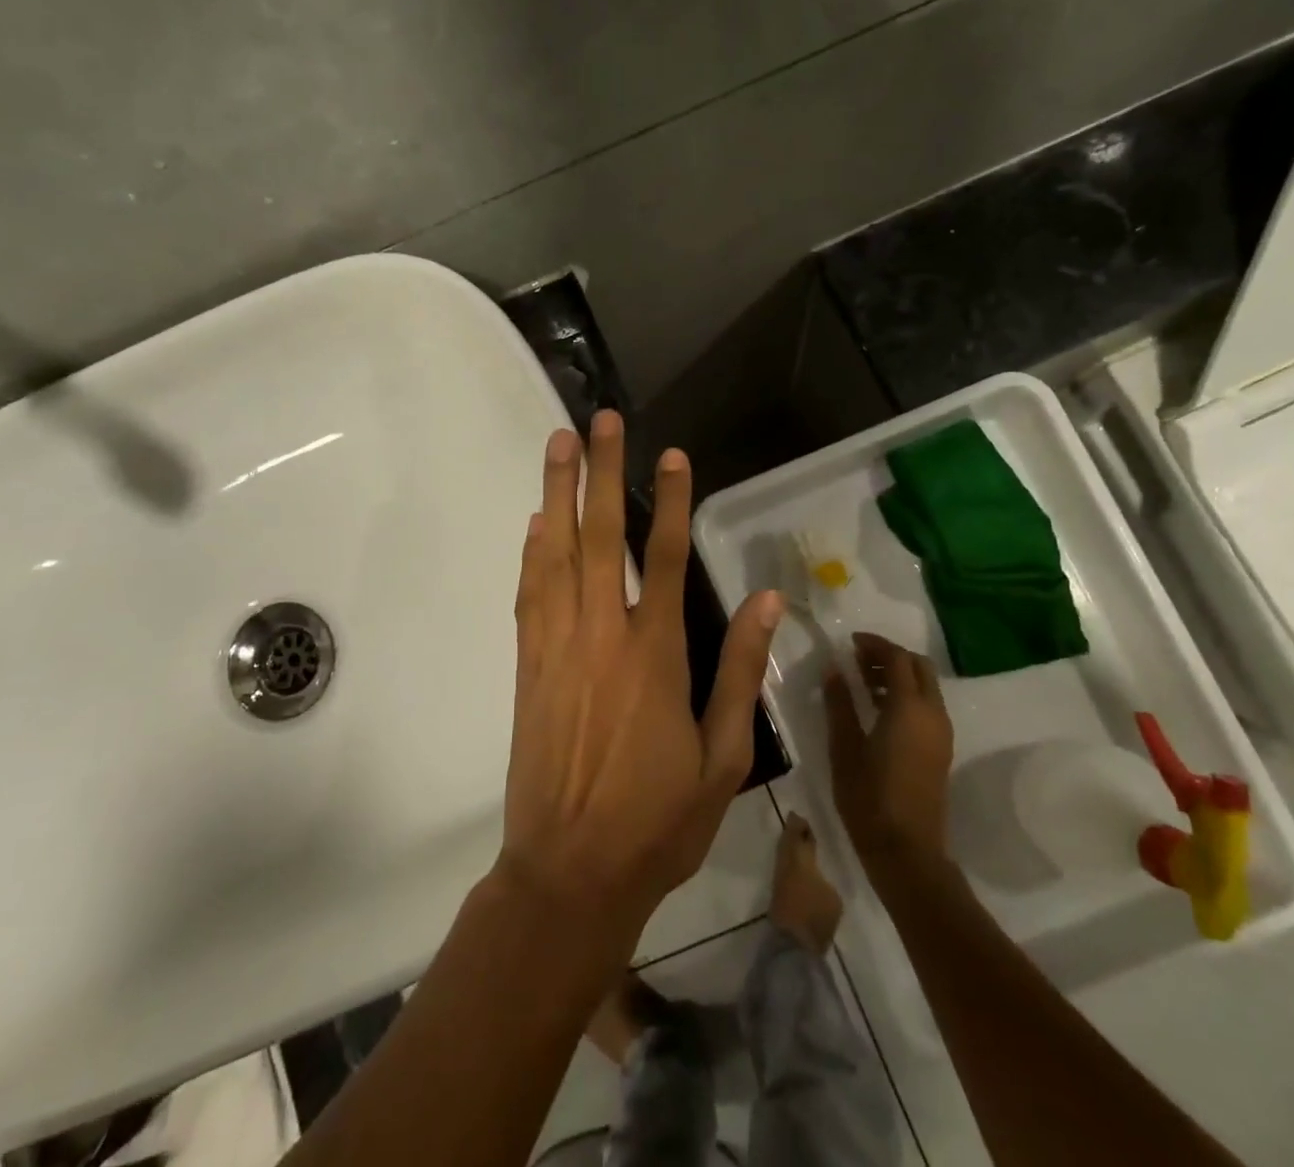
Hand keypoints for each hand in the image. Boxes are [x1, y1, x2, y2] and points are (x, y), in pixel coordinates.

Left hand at [499, 410, 783, 953]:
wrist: (568, 873)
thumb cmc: (658, 821)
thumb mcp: (723, 757)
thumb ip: (741, 672)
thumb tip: (766, 601)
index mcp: (654, 655)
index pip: (663, 557)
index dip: (669, 500)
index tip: (672, 454)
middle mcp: (601, 636)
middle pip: (599, 537)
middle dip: (600, 471)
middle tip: (599, 420)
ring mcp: (556, 647)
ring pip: (555, 554)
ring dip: (557, 493)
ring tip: (558, 444)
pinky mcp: (527, 667)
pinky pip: (529, 595)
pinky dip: (531, 552)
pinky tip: (534, 522)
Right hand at [824, 634, 953, 882]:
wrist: (907, 852)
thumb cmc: (869, 797)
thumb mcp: (844, 747)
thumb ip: (839, 703)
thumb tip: (834, 668)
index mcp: (909, 708)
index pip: (897, 658)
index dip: (874, 644)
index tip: (849, 642)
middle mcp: (932, 713)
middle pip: (918, 666)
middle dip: (890, 656)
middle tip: (857, 659)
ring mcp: (941, 733)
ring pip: (925, 686)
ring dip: (898, 675)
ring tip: (861, 683)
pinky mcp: (940, 749)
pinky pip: (926, 706)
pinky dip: (905, 695)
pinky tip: (876, 709)